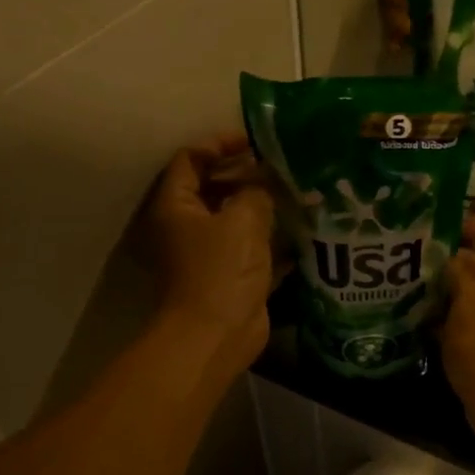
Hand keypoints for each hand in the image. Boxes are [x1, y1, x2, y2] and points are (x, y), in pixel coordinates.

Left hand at [145, 133, 278, 375]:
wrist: (217, 334)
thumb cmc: (222, 270)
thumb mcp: (242, 219)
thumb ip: (256, 191)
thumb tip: (267, 179)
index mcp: (175, 206)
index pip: (191, 159)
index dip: (220, 144)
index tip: (255, 141)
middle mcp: (185, 225)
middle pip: (213, 187)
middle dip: (247, 175)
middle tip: (283, 167)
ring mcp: (207, 252)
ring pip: (235, 218)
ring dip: (262, 206)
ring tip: (297, 192)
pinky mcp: (228, 275)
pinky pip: (249, 246)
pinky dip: (269, 237)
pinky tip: (299, 228)